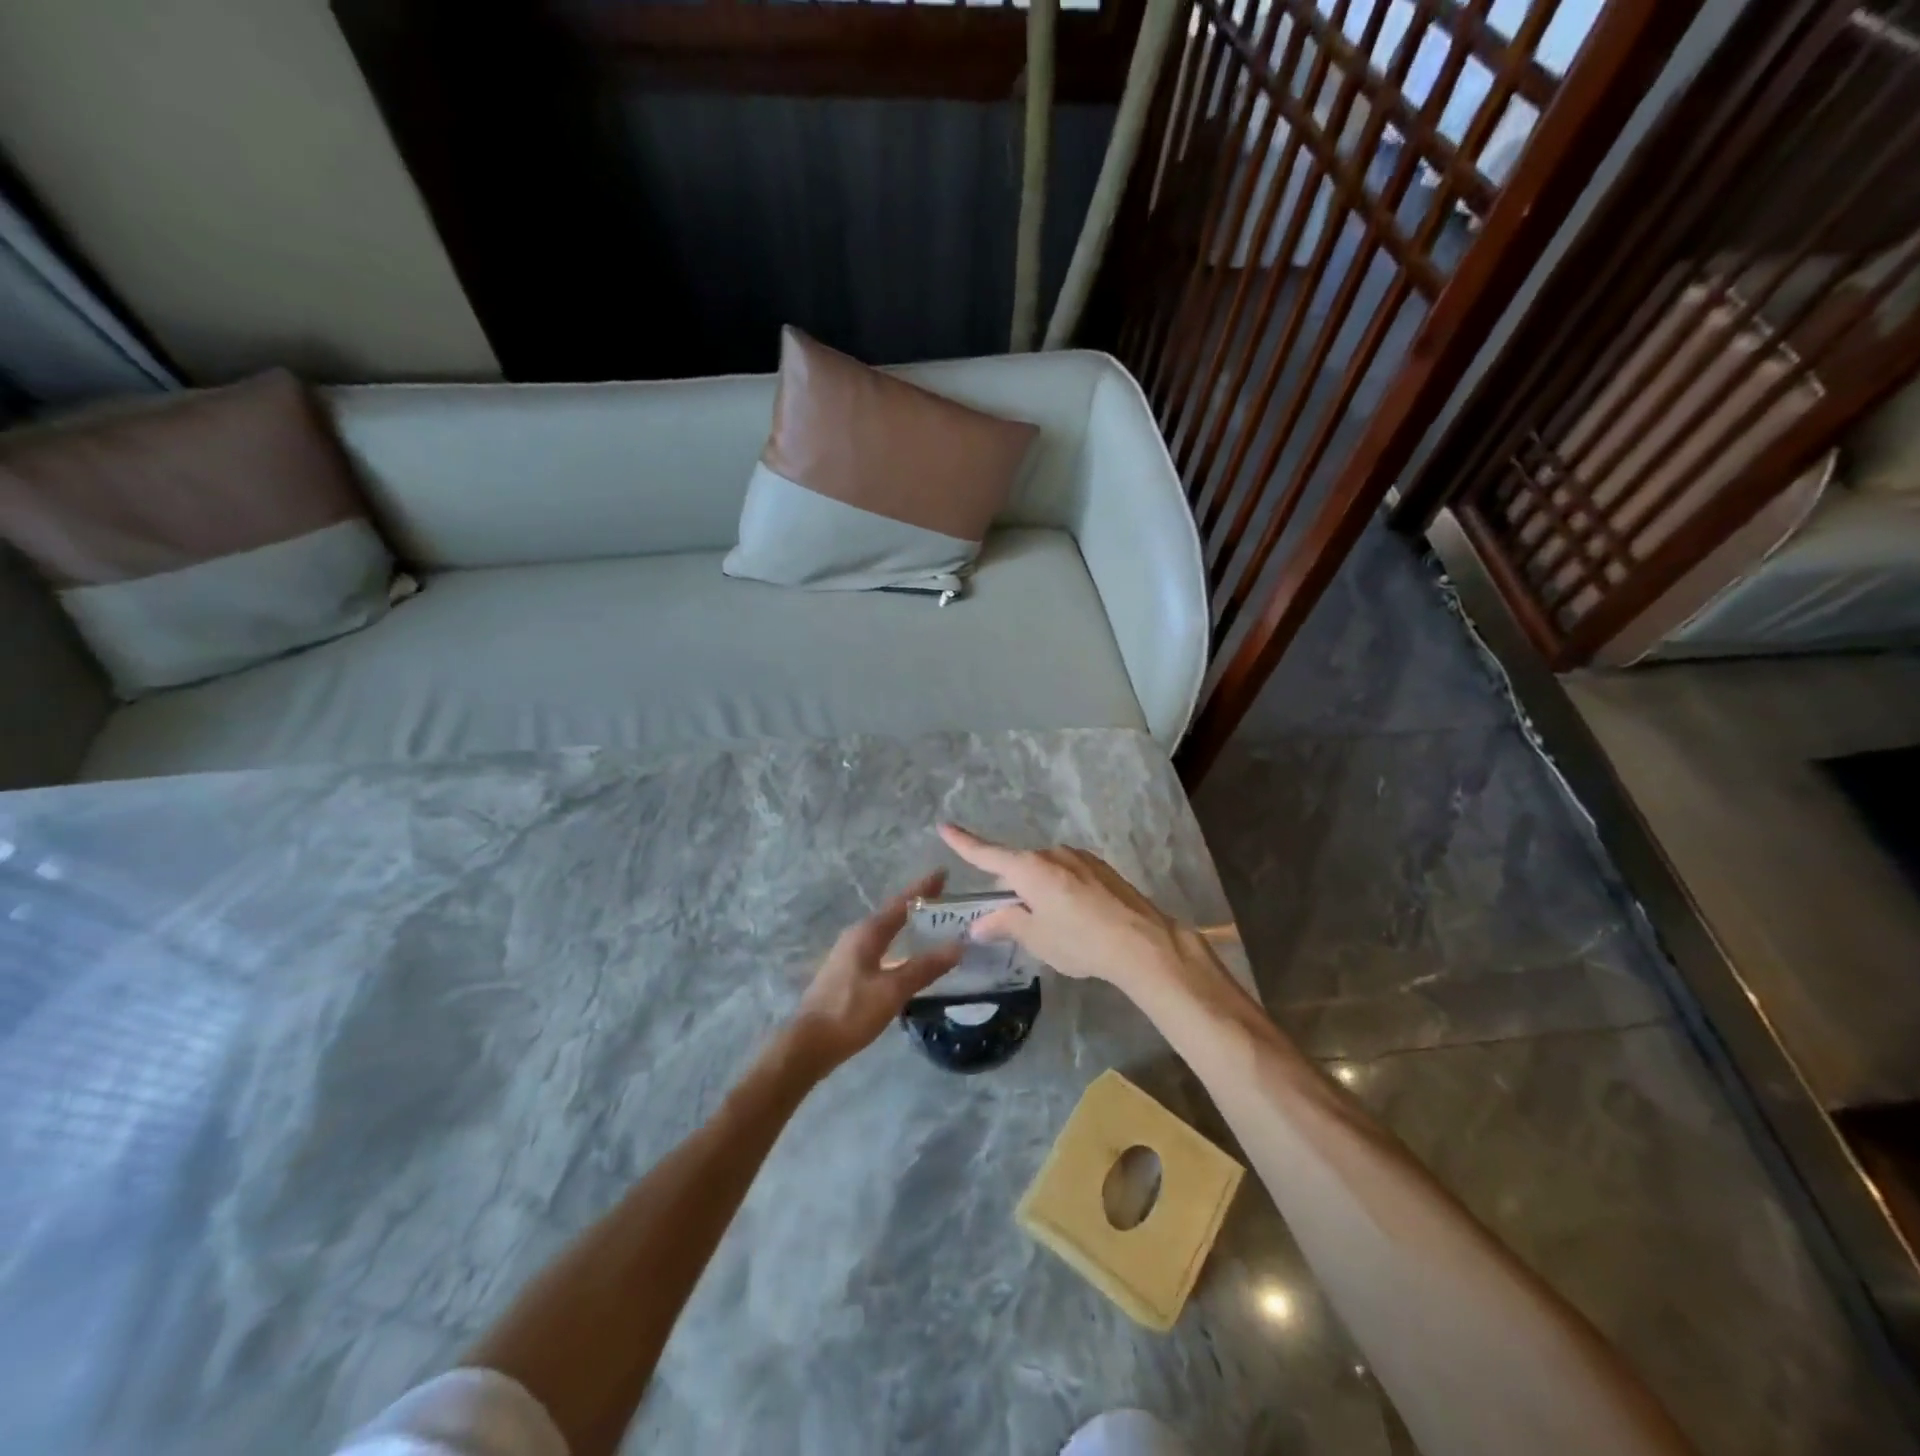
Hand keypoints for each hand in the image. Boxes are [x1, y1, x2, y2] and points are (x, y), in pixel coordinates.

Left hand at [787, 871, 962, 1070]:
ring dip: (908, 925)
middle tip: (946, 900)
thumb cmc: (850, 1012)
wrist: (809, 1045)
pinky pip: (881, 947)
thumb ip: (925, 967)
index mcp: (867, 933)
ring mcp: (850, 954)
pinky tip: (909, 957)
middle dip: (918, 905)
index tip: (944, 872)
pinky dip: (899, 944)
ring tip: (934, 925)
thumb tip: (960, 945)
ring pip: (886, 931)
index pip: (901, 903)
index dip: (923, 887)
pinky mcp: (848, 972)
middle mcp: (857, 936)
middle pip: (893, 914)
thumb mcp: (892, 990)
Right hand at [937, 825, 1209, 997]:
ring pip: (1046, 872)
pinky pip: (1069, 874)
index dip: (963, 843)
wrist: (1142, 942)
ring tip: (1056, 927)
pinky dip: (1063, 890)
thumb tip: (981, 924)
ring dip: (1040, 891)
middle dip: (1012, 890)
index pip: (986, 854)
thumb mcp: (1036, 938)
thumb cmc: (1080, 941)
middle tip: (1017, 924)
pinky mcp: (1101, 867)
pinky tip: (1079, 918)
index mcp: (1029, 869)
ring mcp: (1080, 857)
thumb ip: (1006, 924)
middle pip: (1018, 868)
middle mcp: (1052, 854)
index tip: (944, 827)